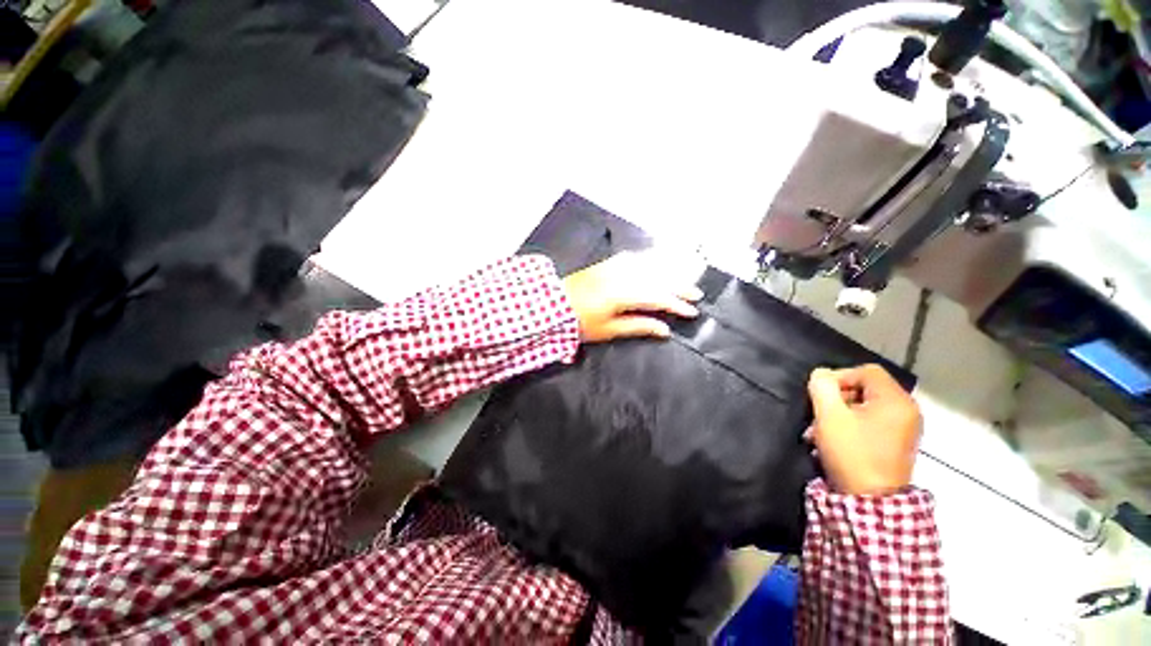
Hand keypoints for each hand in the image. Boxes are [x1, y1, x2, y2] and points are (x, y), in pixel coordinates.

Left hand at [562, 252, 702, 342]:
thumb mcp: (609, 330)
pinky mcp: (607, 263)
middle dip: (679, 286)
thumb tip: (665, 329)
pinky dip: (649, 260)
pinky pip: (634, 258)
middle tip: (696, 294)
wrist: (553, 305)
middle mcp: (622, 275)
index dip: (677, 304)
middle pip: (657, 279)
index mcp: (623, 294)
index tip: (693, 312)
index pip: (657, 297)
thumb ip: (639, 326)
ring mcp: (614, 266)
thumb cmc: (580, 323)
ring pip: (649, 265)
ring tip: (684, 277)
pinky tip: (656, 263)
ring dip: (668, 271)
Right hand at [805, 364, 921, 495]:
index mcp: (895, 400)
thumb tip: (821, 374)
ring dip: (841, 412)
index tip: (821, 395)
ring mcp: (905, 428)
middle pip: (867, 387)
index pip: (866, 371)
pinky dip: (852, 423)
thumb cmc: (852, 453)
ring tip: (821, 429)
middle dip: (838, 397)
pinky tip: (835, 438)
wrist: (872, 500)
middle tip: (819, 413)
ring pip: (867, 405)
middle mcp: (907, 410)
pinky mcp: (898, 442)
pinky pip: (873, 421)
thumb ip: (823, 388)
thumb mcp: (830, 416)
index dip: (839, 377)